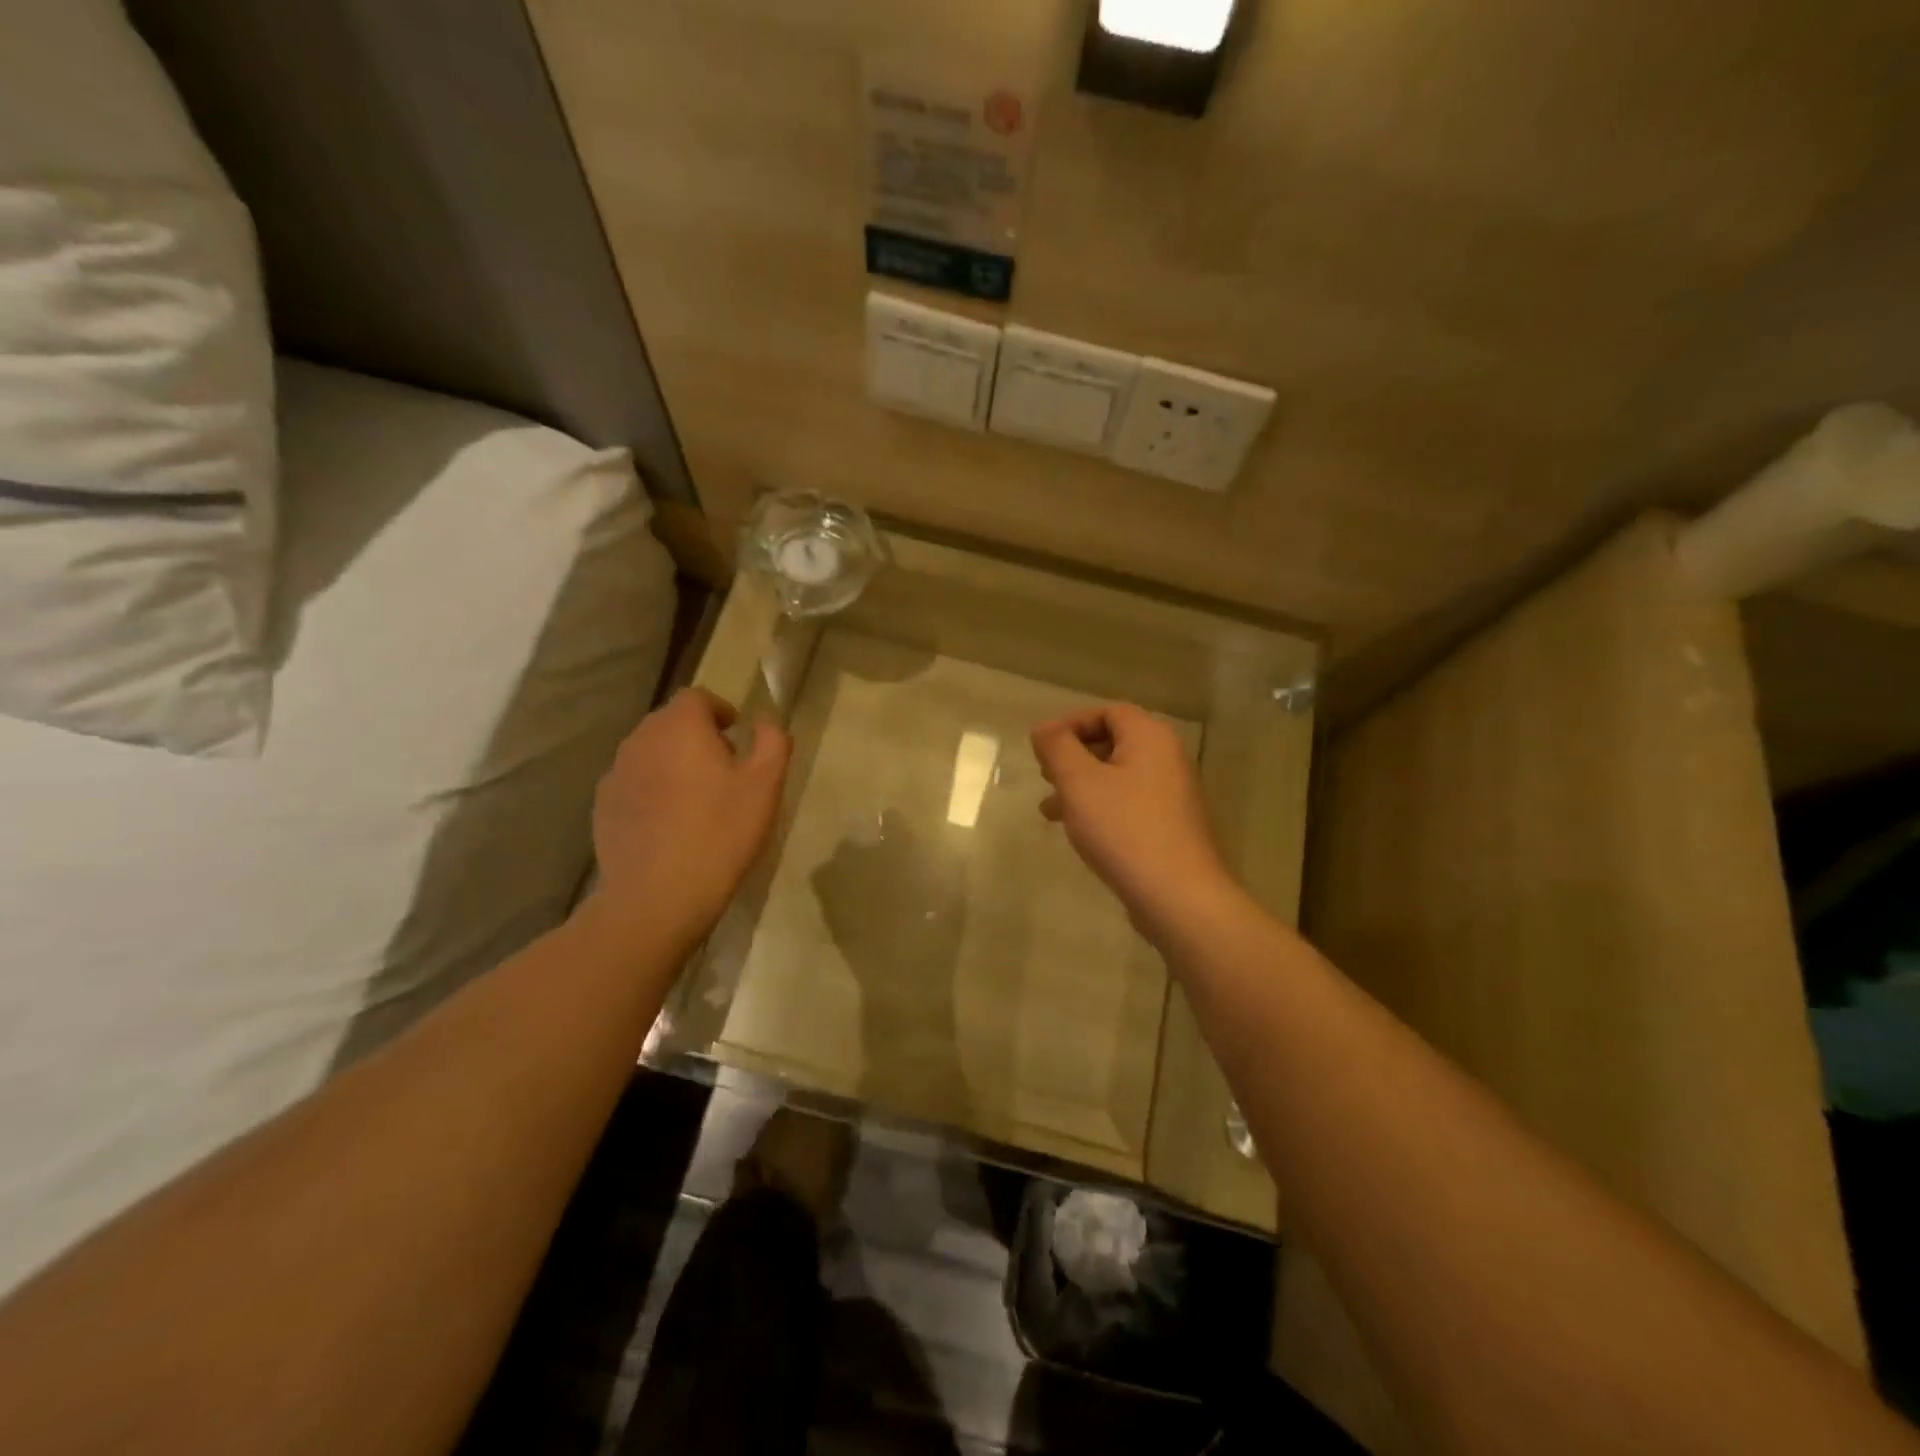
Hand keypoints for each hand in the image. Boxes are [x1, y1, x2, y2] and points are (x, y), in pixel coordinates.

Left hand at [583, 687, 790, 947]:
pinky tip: (671, 824)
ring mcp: (616, 774)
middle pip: (670, 723)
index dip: (719, 710)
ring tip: (697, 798)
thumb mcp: (765, 785)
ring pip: (650, 753)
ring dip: (673, 763)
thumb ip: (772, 741)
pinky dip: (653, 790)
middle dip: (697, 735)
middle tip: (724, 768)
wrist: (657, 897)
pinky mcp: (604, 807)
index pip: (696, 697)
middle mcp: (641, 740)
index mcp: (680, 727)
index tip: (737, 735)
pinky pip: (634, 784)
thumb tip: (765, 719)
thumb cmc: (721, 833)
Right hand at [1031, 703, 1234, 941]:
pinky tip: (1079, 831)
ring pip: (1117, 776)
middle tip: (1045, 777)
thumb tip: (1044, 729)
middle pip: (1113, 741)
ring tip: (1050, 810)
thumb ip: (1057, 747)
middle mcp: (1167, 758)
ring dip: (1081, 786)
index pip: (1107, 711)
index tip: (1041, 748)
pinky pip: (1128, 803)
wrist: (1178, 896)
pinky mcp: (1170, 825)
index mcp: (1150, 737)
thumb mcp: (1079, 782)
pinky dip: (1100, 807)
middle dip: (1073, 757)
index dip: (1070, 724)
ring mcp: (1172, 794)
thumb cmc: (1124, 829)